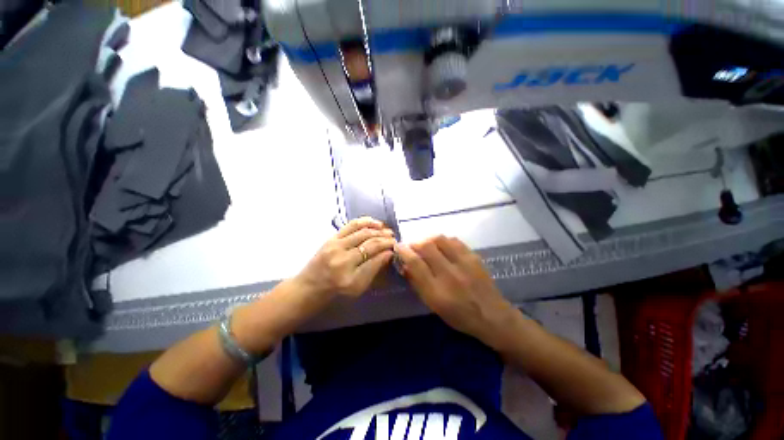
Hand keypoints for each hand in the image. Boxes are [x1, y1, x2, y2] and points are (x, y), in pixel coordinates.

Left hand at [296, 217, 395, 298]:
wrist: (311, 285)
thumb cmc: (336, 290)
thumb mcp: (358, 287)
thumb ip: (374, 270)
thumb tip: (388, 254)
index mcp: (349, 277)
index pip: (375, 259)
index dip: (387, 251)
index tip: (396, 248)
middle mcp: (342, 259)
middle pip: (370, 243)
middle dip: (385, 239)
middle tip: (394, 239)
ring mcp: (335, 245)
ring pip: (363, 232)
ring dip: (378, 230)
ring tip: (388, 231)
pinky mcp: (331, 237)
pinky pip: (351, 225)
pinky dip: (365, 222)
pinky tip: (375, 223)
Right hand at [395, 236, 516, 345]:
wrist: (493, 316)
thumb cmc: (459, 316)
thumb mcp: (433, 306)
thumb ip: (418, 284)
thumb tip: (405, 266)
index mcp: (437, 292)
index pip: (416, 264)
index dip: (404, 252)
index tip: (398, 246)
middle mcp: (450, 275)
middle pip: (427, 247)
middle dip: (415, 243)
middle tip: (413, 246)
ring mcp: (464, 264)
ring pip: (440, 240)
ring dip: (429, 239)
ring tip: (427, 245)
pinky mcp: (474, 257)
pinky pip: (454, 241)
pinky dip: (444, 241)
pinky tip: (443, 247)